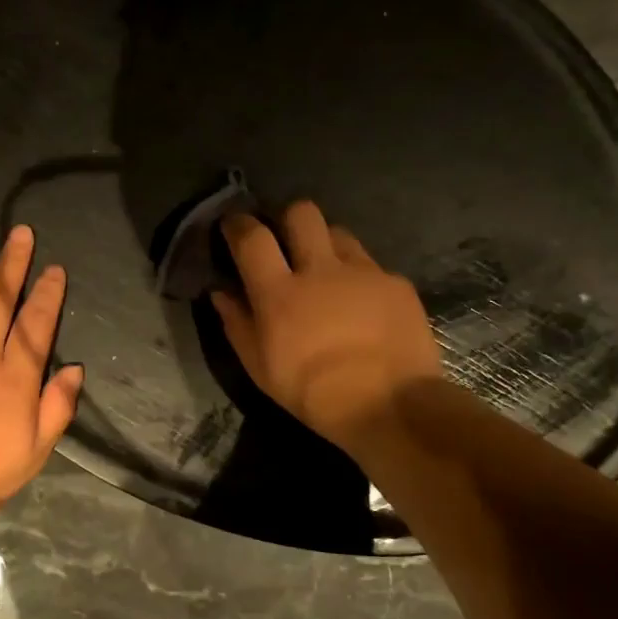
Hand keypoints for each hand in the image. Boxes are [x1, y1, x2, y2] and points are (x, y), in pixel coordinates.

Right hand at [212, 201, 441, 453]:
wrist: (388, 406)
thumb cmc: (311, 393)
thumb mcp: (259, 368)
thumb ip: (237, 324)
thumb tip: (221, 293)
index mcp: (280, 292)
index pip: (252, 238)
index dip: (238, 225)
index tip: (232, 225)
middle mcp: (320, 269)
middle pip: (301, 213)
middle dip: (288, 219)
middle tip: (285, 242)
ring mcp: (364, 272)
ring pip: (339, 233)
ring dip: (326, 245)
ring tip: (326, 273)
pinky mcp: (396, 283)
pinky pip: (372, 266)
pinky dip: (360, 278)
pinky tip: (363, 306)